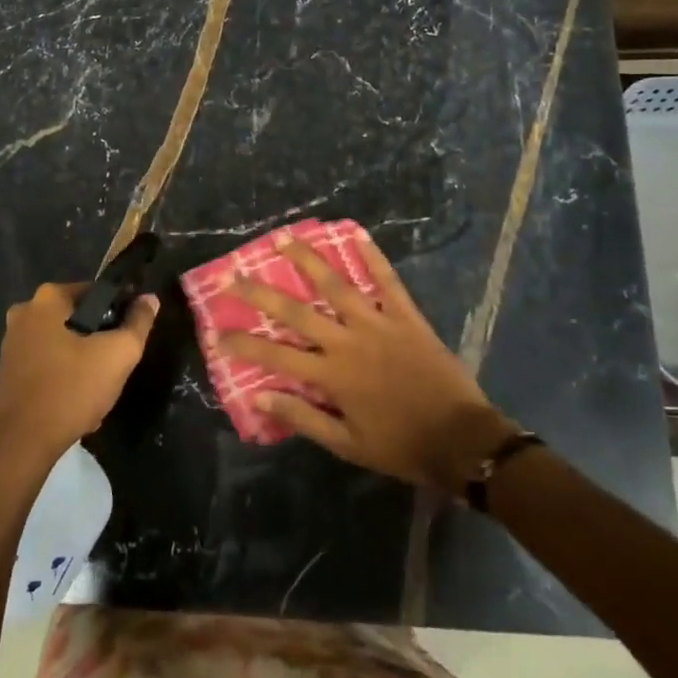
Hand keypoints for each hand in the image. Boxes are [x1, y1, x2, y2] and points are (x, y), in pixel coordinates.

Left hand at [0, 283, 158, 475]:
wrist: (19, 445)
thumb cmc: (70, 390)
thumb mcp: (118, 355)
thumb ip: (138, 323)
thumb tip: (149, 299)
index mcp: (48, 298)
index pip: (97, 293)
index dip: (119, 313)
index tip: (128, 339)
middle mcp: (24, 312)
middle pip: (79, 320)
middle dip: (99, 342)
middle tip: (113, 369)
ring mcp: (11, 342)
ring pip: (64, 345)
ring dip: (83, 364)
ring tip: (97, 391)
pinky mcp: (7, 370)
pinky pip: (47, 365)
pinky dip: (63, 378)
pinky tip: (75, 404)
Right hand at [218, 231, 518, 494]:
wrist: (461, 440)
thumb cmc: (400, 445)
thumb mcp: (346, 444)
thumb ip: (302, 417)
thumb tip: (259, 396)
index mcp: (331, 374)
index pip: (275, 354)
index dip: (243, 343)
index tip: (216, 332)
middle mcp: (348, 341)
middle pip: (295, 311)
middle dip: (260, 292)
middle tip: (233, 274)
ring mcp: (378, 323)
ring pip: (336, 284)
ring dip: (307, 259)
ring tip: (283, 237)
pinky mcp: (406, 316)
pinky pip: (388, 280)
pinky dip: (373, 256)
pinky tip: (357, 232)